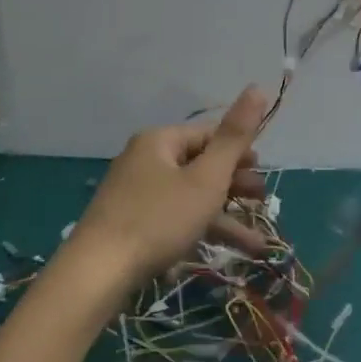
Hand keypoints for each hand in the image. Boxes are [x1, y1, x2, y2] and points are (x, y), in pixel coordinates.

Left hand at [67, 86, 272, 287]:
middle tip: (261, 200)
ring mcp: (137, 196)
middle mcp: (145, 162)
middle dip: (235, 184)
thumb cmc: (159, 218)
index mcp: (160, 141)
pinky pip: (176, 220)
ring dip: (226, 217)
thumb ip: (235, 136)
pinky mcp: (133, 226)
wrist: (97, 274)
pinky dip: (202, 232)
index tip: (262, 171)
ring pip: (191, 198)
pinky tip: (225, 256)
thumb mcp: (206, 178)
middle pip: (200, 165)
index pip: (208, 134)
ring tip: (257, 242)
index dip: (238, 149)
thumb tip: (258, 87)